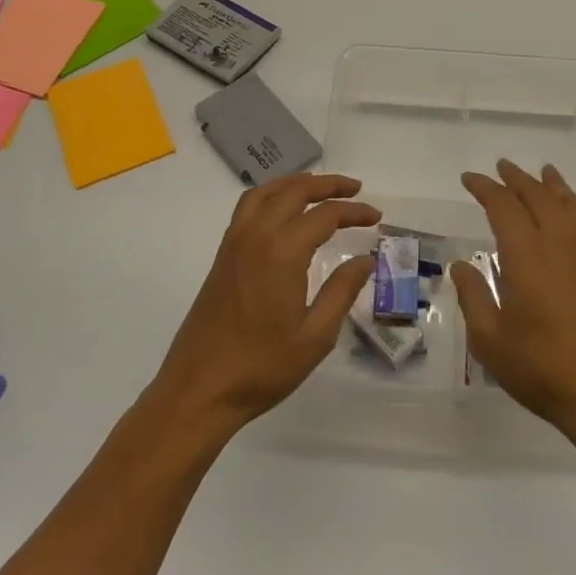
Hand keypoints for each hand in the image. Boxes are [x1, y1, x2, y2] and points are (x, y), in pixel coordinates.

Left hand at [150, 173, 380, 432]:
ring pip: (266, 192)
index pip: (325, 215)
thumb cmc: (261, 367)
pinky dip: (271, 195)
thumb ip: (342, 291)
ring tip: (321, 189)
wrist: (198, 390)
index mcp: (282, 252)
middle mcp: (256, 236)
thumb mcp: (315, 336)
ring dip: (296, 184)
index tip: (376, 218)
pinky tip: (284, 212)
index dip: (354, 212)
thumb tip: (365, 259)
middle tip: (356, 190)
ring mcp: (234, 244)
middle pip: (294, 191)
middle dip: (328, 185)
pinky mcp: (222, 256)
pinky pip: (248, 207)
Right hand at [451, 160, 575, 444]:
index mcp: (526, 254)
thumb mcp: (491, 341)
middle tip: (501, 167)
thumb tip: (460, 266)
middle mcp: (560, 242)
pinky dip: (575, 205)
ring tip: (543, 172)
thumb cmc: (544, 369)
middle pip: (538, 195)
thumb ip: (473, 297)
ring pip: (569, 204)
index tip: (470, 179)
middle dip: (517, 179)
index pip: (503, 206)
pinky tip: (572, 213)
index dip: (485, 188)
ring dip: (551, 185)